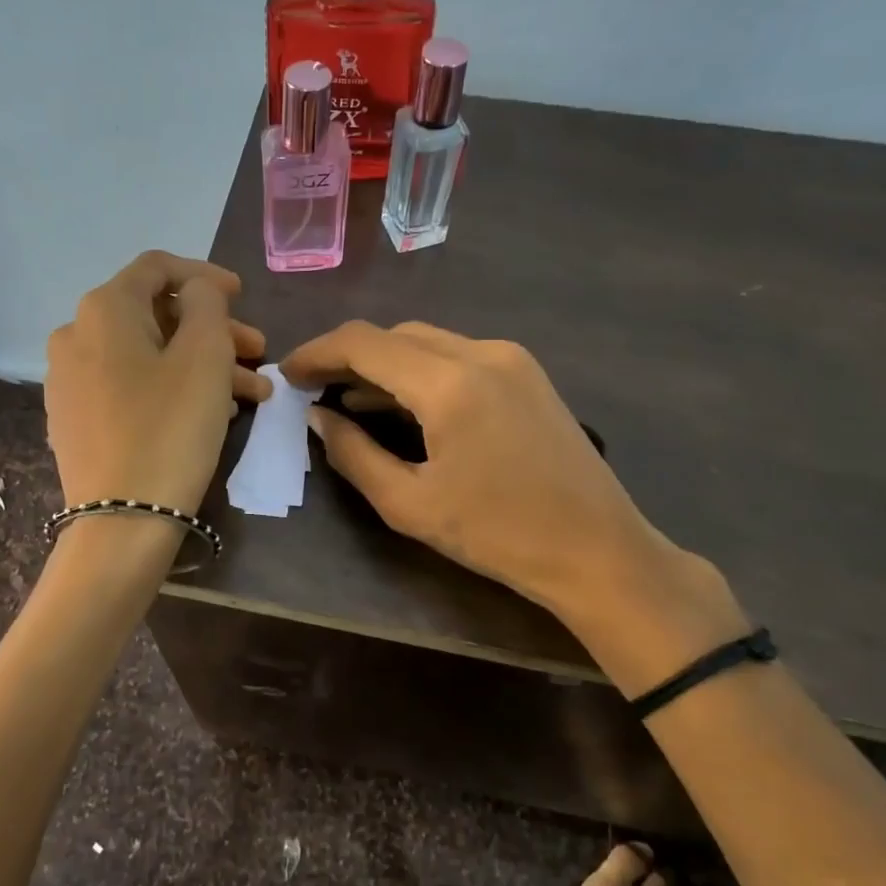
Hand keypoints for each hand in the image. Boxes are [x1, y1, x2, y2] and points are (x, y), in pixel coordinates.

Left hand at [45, 251, 269, 513]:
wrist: (121, 522)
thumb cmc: (170, 429)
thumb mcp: (204, 356)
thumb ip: (206, 304)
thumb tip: (195, 292)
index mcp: (102, 310)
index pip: (156, 268)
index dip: (204, 276)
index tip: (243, 296)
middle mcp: (75, 336)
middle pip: (155, 317)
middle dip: (213, 331)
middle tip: (257, 354)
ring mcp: (70, 382)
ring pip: (148, 357)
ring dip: (202, 366)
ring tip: (249, 395)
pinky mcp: (75, 421)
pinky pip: (130, 388)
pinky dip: (172, 389)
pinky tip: (209, 414)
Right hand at [281, 322, 746, 687]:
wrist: (597, 550)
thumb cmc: (498, 535)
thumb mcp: (410, 504)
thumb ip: (354, 454)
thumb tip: (320, 417)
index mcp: (449, 384)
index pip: (364, 343)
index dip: (317, 352)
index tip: (287, 375)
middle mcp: (482, 353)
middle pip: (395, 335)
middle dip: (348, 356)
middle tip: (314, 389)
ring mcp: (511, 359)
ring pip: (427, 342)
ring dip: (384, 365)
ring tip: (346, 399)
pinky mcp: (527, 374)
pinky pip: (457, 358)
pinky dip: (419, 373)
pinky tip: (401, 405)